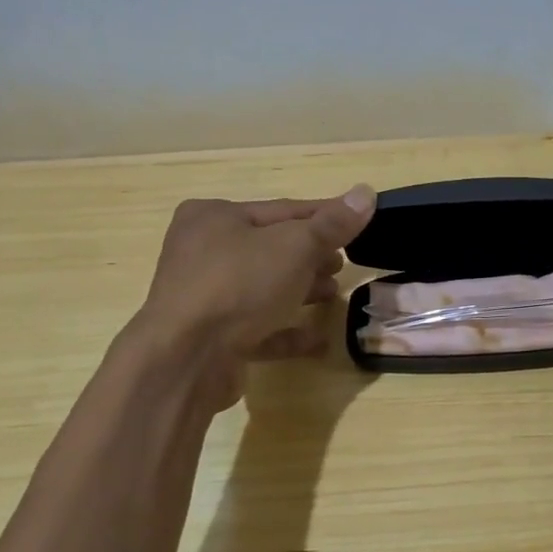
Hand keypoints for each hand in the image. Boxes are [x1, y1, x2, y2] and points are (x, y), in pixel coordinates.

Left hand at [130, 186, 375, 406]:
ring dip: (301, 291)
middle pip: (271, 249)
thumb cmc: (240, 285)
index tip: (359, 222)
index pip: (283, 210)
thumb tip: (366, 192)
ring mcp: (203, 297)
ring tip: (333, 296)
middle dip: (311, 257)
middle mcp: (202, 252)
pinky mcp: (210, 338)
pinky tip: (318, 339)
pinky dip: (286, 330)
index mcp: (214, 217)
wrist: (186, 359)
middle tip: (343, 265)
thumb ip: (333, 224)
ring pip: (263, 288)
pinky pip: (257, 328)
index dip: (325, 216)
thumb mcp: (295, 246)